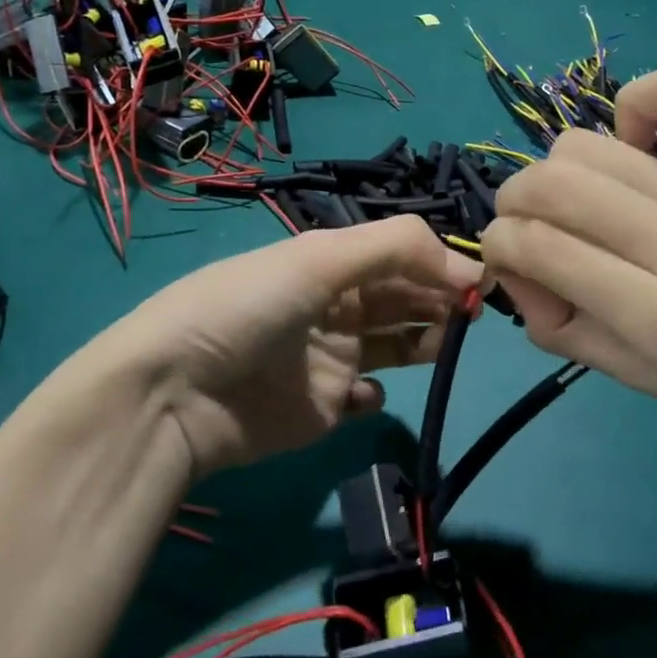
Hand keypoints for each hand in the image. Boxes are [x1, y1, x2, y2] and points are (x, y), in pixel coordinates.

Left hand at [97, 216, 482, 478]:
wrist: (176, 393)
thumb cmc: (249, 308)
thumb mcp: (319, 258)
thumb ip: (397, 248)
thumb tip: (467, 266)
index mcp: (329, 263)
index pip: (400, 255)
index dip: (440, 263)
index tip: (480, 282)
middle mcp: (334, 306)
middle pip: (404, 297)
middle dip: (440, 299)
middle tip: (474, 314)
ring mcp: (330, 359)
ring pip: (396, 344)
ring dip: (425, 341)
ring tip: (445, 344)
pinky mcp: (323, 409)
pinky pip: (366, 398)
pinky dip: (377, 395)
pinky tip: (369, 393)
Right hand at [480, 63, 656, 468]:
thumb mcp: (649, 385)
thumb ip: (565, 331)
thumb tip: (519, 271)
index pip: (532, 247)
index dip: (498, 249)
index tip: (518, 266)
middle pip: (549, 183)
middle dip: (513, 203)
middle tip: (535, 230)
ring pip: (588, 143)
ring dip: (559, 170)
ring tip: (590, 201)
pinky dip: (636, 102)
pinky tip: (640, 140)